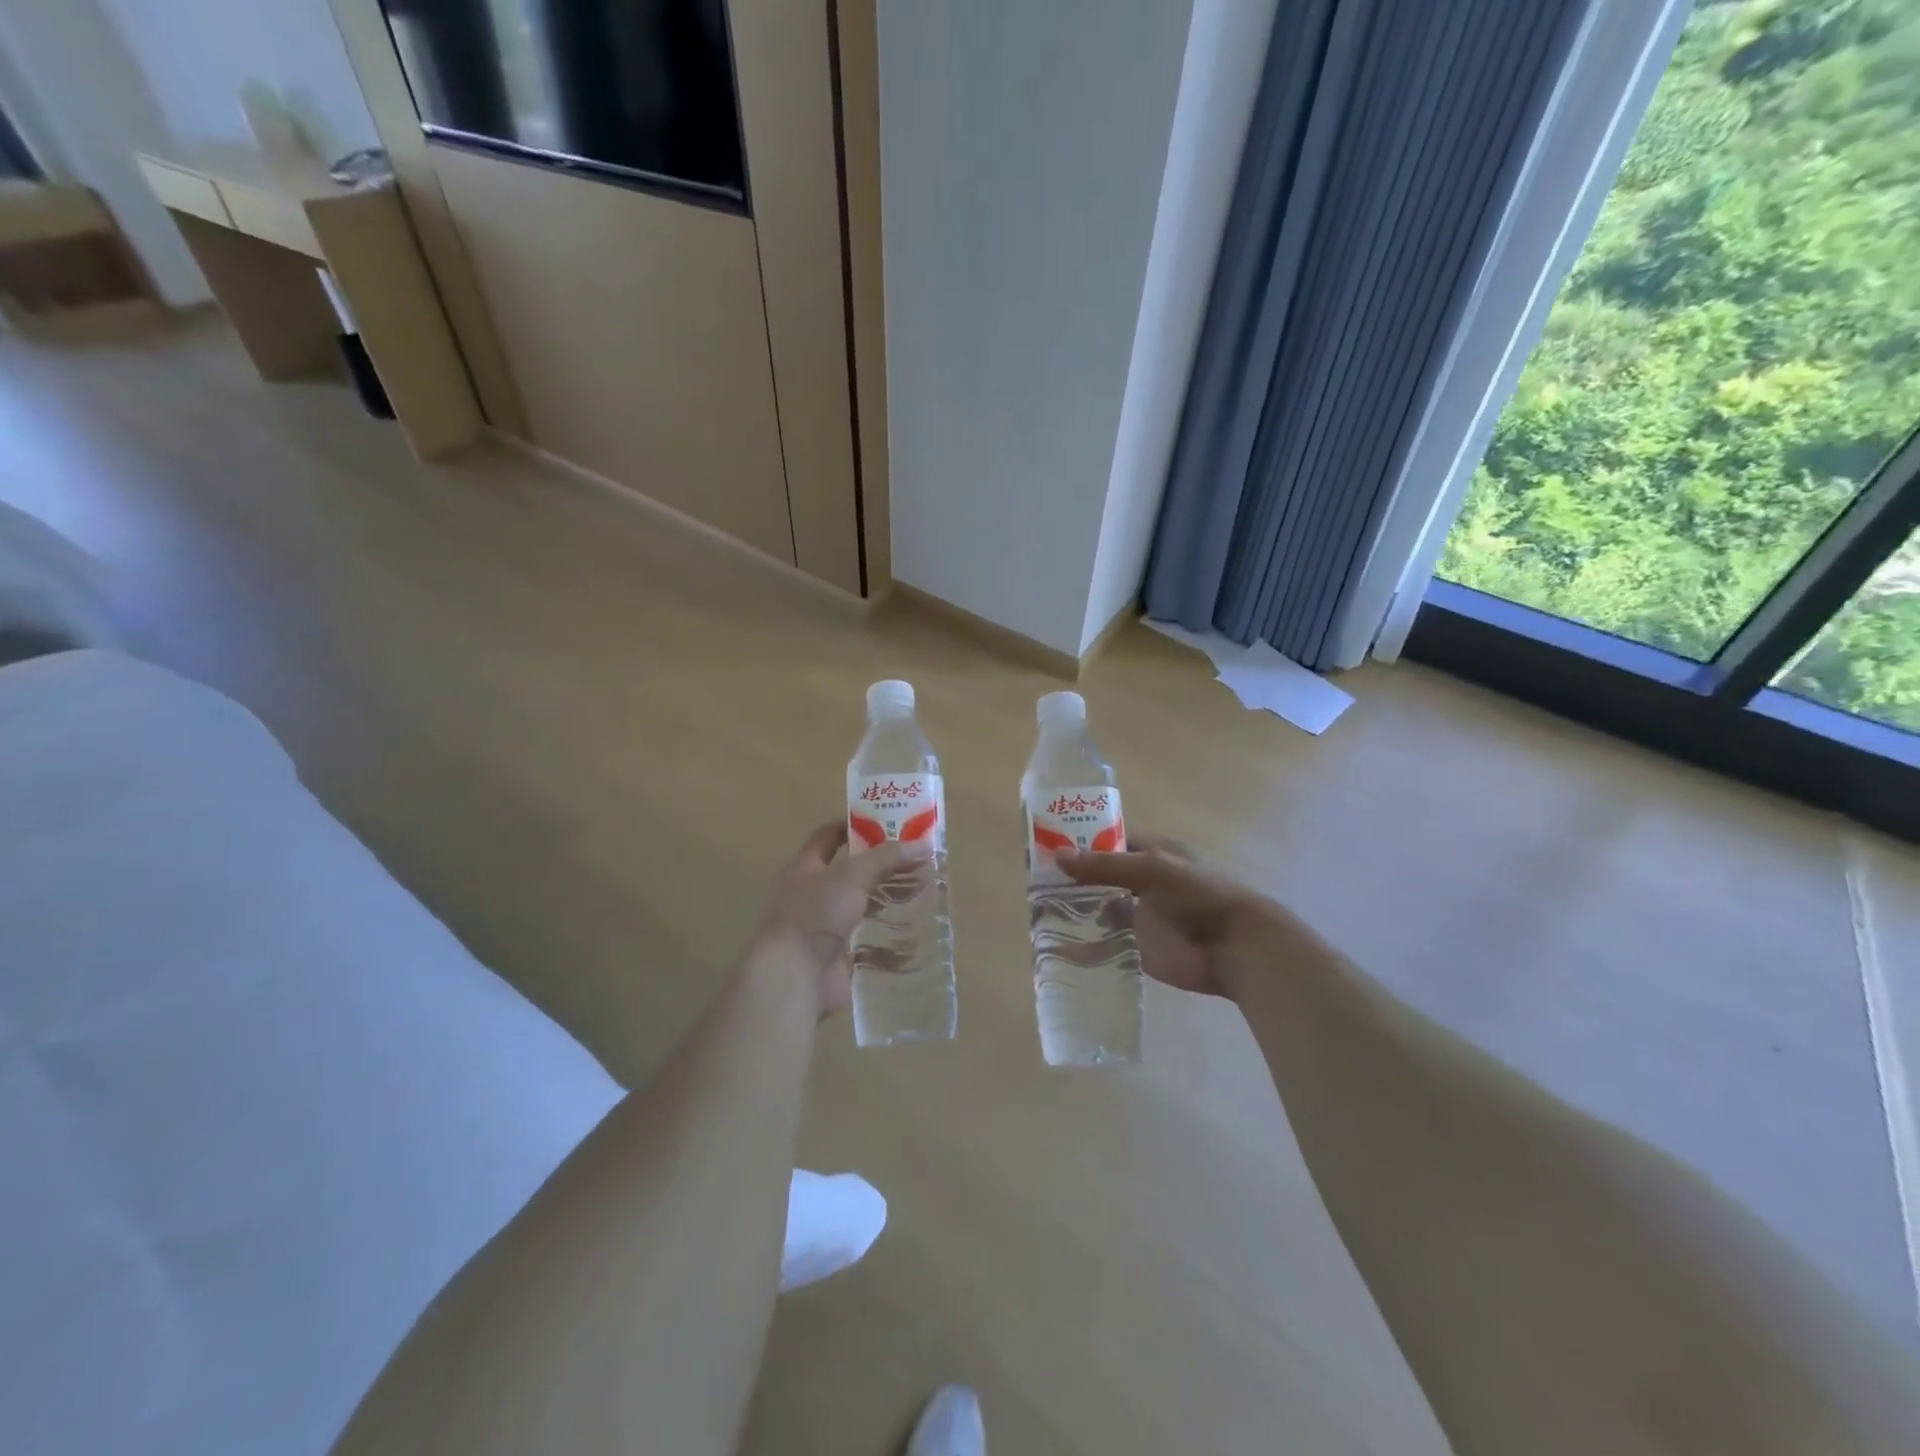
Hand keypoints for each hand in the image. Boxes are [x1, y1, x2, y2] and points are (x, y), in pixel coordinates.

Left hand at [747, 821, 930, 1017]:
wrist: (793, 976)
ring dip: (886, 902)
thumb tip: (924, 844)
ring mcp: (822, 928)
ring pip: (860, 908)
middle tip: (916, 860)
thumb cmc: (815, 913)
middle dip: (881, 867)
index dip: (854, 826)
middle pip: (849, 873)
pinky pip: (867, 945)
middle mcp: (810, 895)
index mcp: (804, 867)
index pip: (828, 836)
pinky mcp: (836, 958)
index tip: (887, 822)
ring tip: (921, 894)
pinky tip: (914, 937)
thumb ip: (887, 858)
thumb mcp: (853, 875)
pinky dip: (888, 943)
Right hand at [1056, 835, 1285, 1000]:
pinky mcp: (1136, 947)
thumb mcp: (1154, 870)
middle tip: (1031, 879)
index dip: (1079, 840)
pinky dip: (1081, 941)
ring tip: (1033, 909)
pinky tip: (1053, 942)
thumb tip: (1058, 855)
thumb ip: (1107, 865)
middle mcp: (1140, 882)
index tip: (1043, 843)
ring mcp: (1137, 915)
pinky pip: (1102, 942)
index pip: (1107, 840)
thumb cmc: (1202, 896)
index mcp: (1150, 853)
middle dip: (1069, 877)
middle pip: (1097, 875)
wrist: (1237, 949)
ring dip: (1071, 908)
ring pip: (1096, 907)